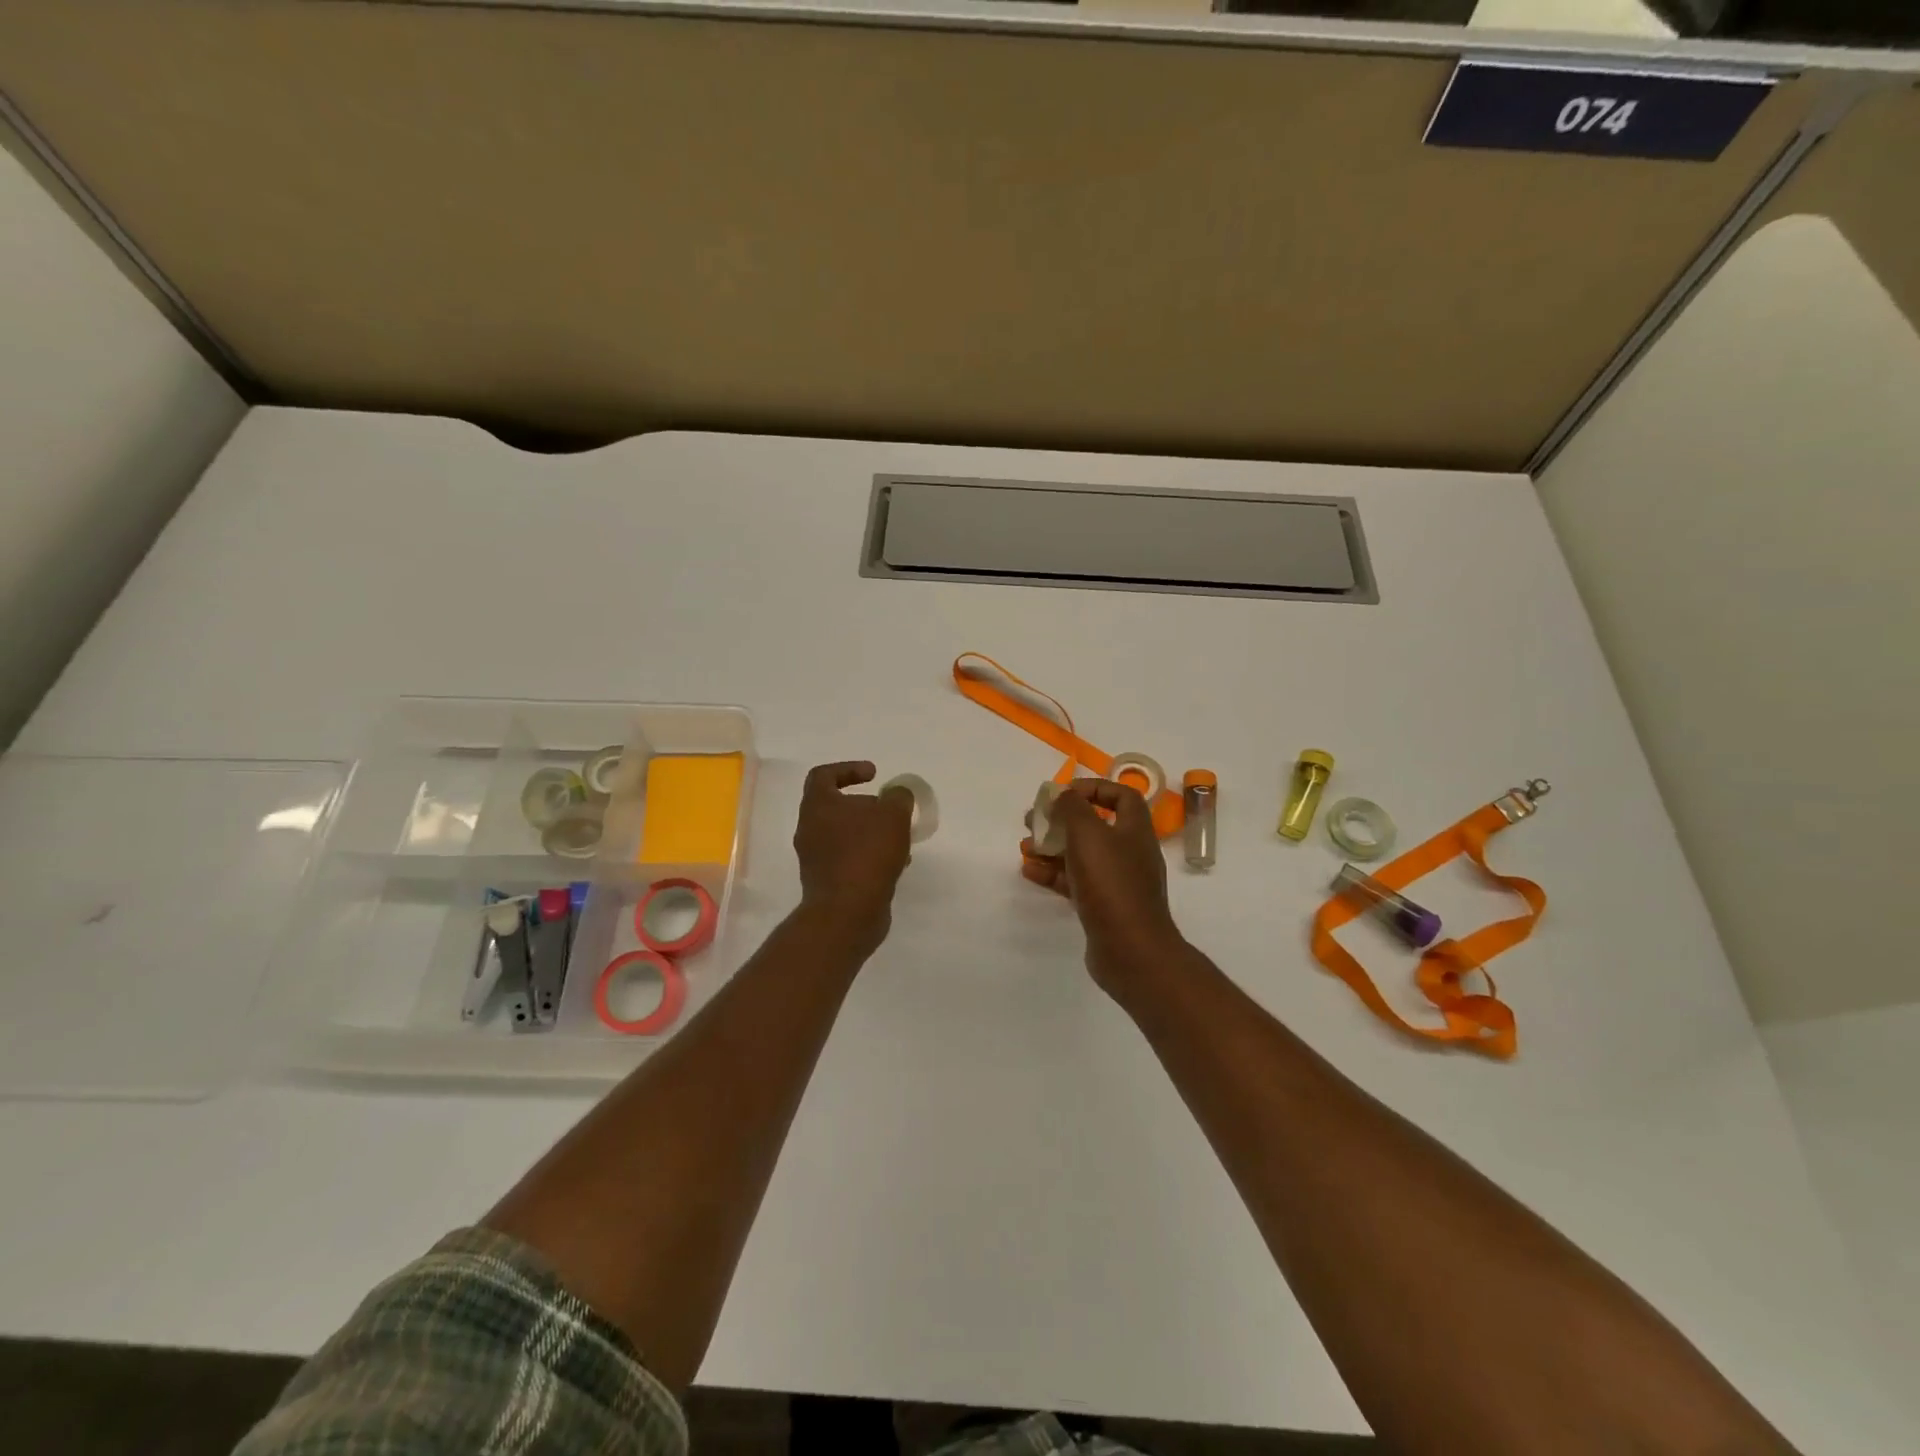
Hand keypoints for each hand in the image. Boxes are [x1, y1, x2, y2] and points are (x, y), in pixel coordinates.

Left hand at [793, 761, 914, 954]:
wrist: (848, 912)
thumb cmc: (867, 854)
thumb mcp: (893, 815)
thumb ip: (898, 797)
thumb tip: (896, 796)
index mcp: (818, 806)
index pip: (823, 775)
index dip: (849, 769)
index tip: (875, 775)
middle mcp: (809, 829)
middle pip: (836, 807)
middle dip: (867, 806)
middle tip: (891, 811)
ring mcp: (815, 859)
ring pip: (845, 835)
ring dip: (871, 833)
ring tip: (899, 840)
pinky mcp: (826, 883)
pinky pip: (849, 860)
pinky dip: (869, 857)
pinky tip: (894, 865)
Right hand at [1022, 779, 1185, 997]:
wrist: (1131, 950)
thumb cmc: (1111, 883)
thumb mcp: (1088, 834)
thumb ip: (1073, 808)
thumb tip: (1064, 794)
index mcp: (1134, 830)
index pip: (1122, 796)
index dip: (1094, 788)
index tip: (1063, 793)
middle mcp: (1130, 853)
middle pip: (1095, 826)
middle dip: (1062, 820)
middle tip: (1033, 820)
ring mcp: (1117, 882)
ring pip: (1081, 855)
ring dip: (1052, 847)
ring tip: (1025, 846)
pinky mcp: (1103, 907)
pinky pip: (1075, 882)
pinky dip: (1053, 874)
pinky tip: (1028, 872)